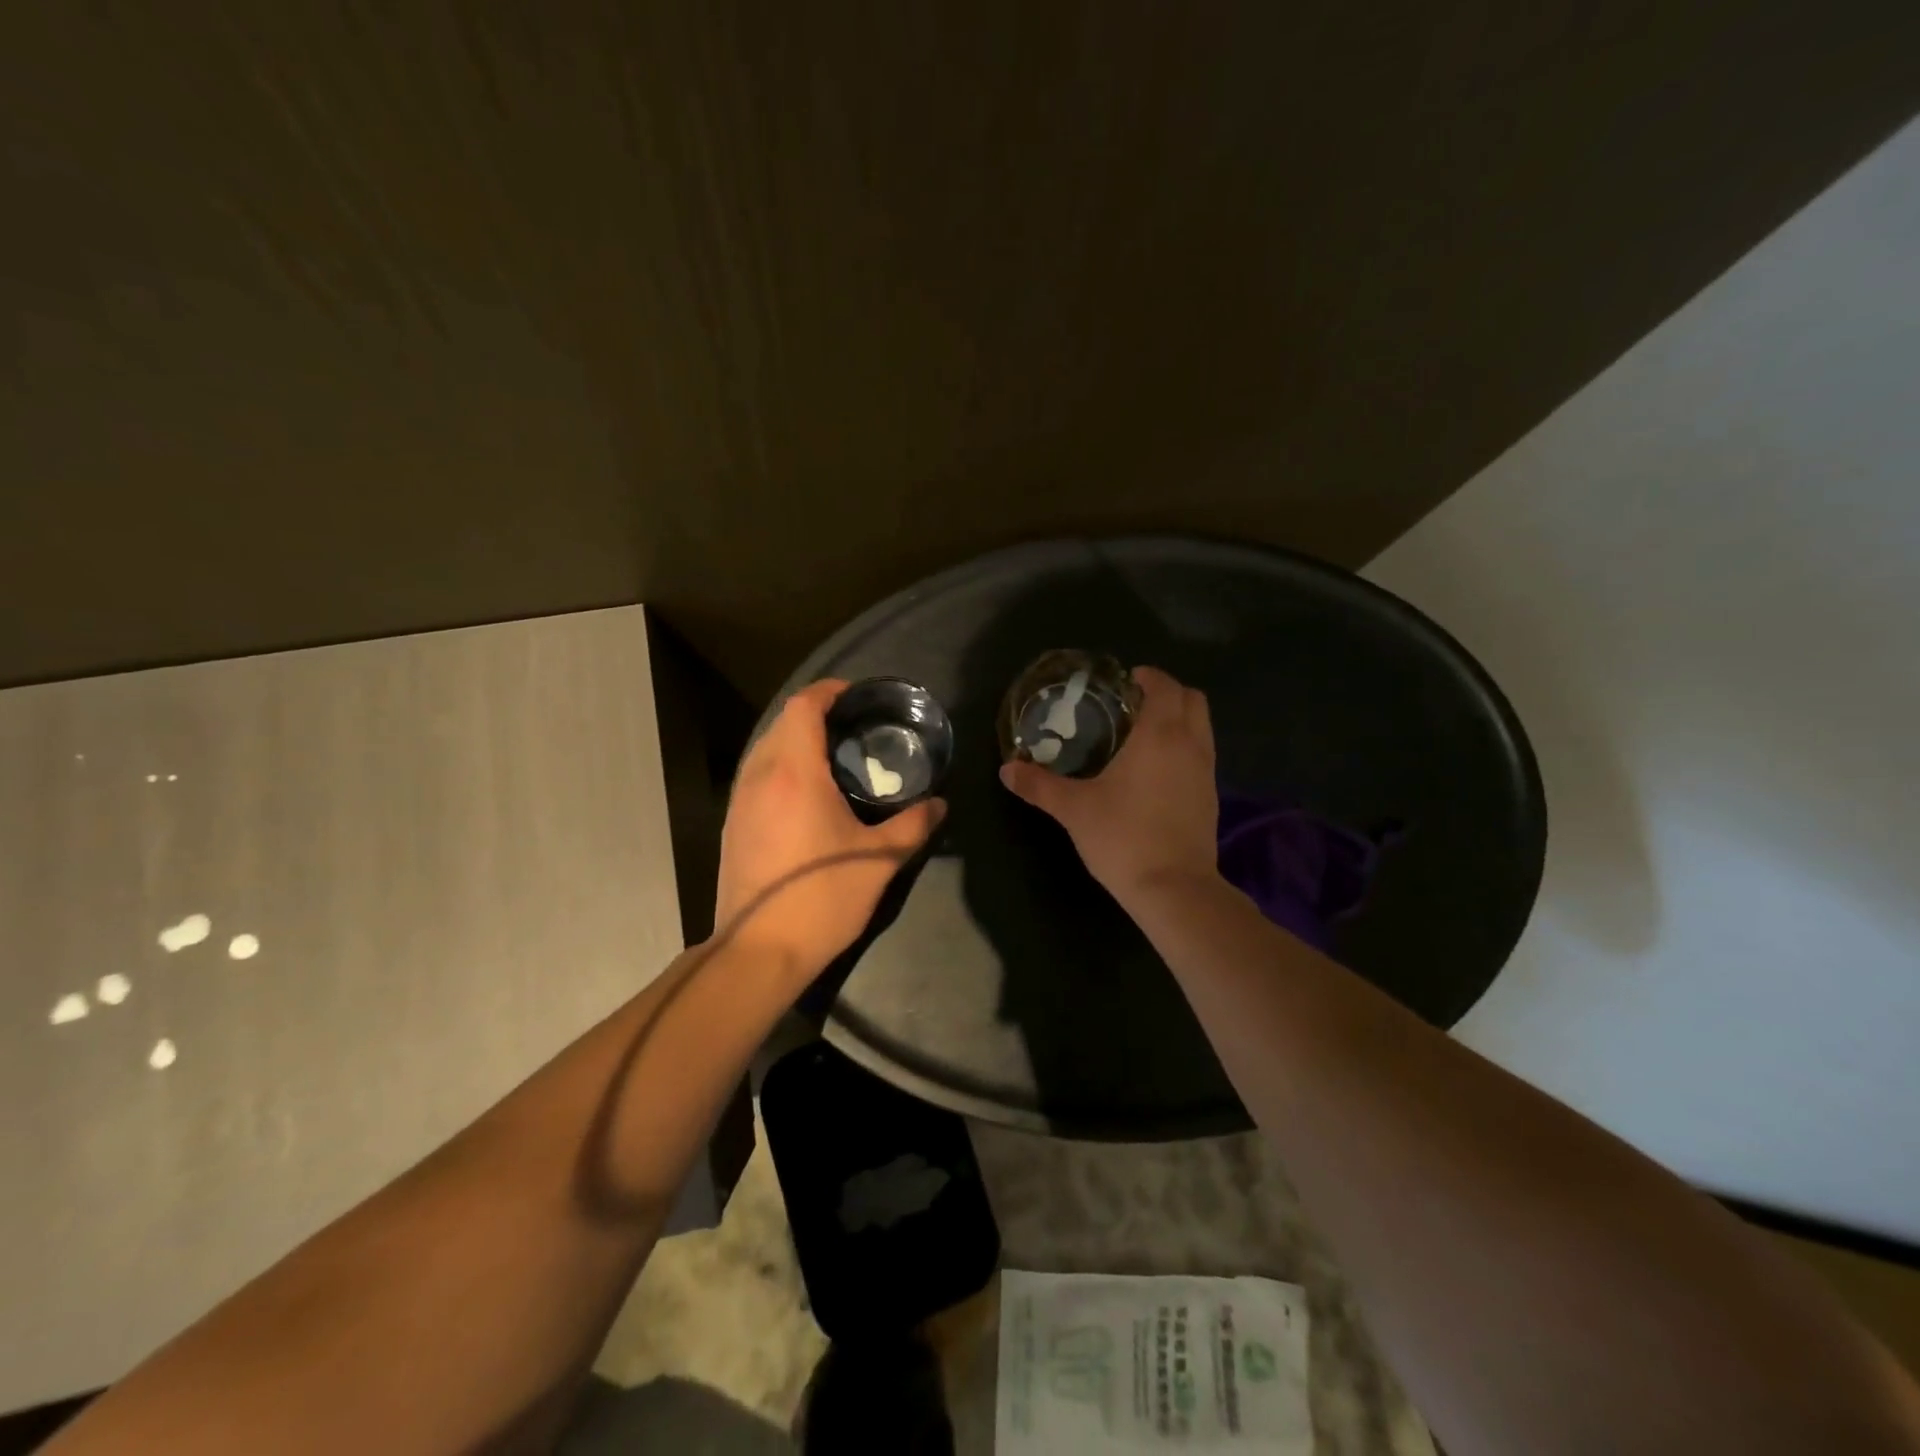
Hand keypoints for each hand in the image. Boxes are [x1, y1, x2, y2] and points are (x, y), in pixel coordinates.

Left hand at [715, 680, 945, 978]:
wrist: (759, 951)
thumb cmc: (822, 898)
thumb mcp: (879, 861)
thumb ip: (913, 825)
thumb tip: (938, 805)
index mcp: (796, 773)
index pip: (803, 707)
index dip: (828, 691)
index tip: (856, 696)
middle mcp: (761, 776)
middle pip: (782, 722)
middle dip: (815, 714)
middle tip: (854, 727)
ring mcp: (740, 801)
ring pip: (765, 749)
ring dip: (795, 740)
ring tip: (833, 757)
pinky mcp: (733, 825)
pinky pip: (756, 775)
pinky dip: (781, 766)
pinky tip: (806, 794)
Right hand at [999, 666, 1218, 903]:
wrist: (1173, 888)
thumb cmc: (1123, 837)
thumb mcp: (1073, 809)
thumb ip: (1039, 785)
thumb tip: (1006, 769)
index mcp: (1159, 735)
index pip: (1164, 687)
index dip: (1148, 677)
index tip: (1126, 681)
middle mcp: (1190, 744)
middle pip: (1193, 699)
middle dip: (1168, 692)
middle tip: (1135, 703)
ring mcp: (1206, 771)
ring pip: (1202, 726)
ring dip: (1180, 718)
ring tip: (1145, 733)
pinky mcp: (1211, 797)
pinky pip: (1202, 754)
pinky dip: (1185, 746)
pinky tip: (1157, 770)